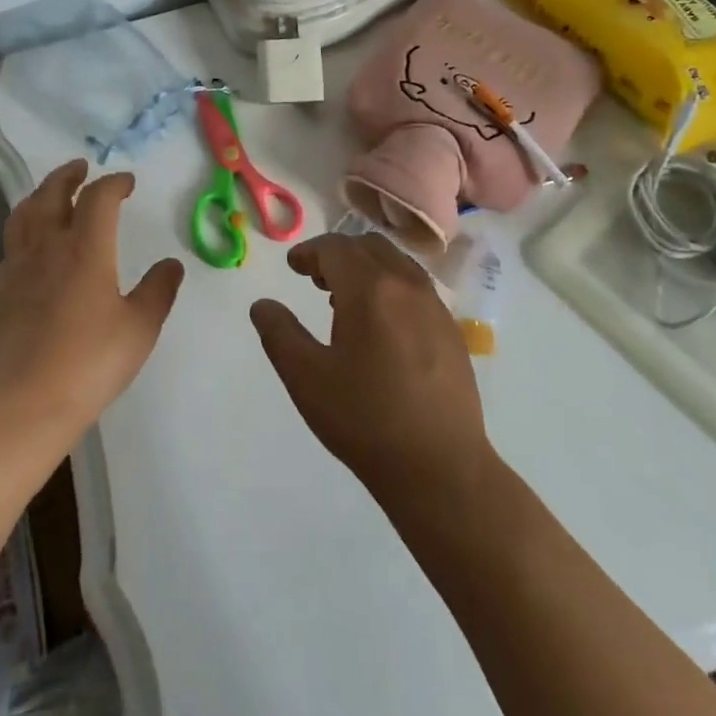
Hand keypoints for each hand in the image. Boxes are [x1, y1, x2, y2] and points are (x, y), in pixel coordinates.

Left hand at [0, 159, 183, 436]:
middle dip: (69, 175)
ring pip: (24, 214)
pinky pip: (11, 244)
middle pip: (52, 193)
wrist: (27, 401)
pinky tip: (32, 243)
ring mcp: (18, 266)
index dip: (114, 183)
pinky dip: (25, 229)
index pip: (99, 197)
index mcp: (86, 248)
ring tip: (51, 193)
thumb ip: (158, 290)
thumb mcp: (140, 327)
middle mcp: (48, 246)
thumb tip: (171, 264)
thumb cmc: (91, 361)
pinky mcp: (0, 289)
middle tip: (81, 168)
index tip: (128, 183)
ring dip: (40, 194)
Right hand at [251, 232, 490, 508]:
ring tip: (347, 301)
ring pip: (397, 264)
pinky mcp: (453, 331)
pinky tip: (383, 326)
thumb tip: (262, 305)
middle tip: (317, 280)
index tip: (294, 267)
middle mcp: (406, 286)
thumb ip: (279, 334)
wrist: (440, 468)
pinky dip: (393, 287)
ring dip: (367, 268)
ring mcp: (435, 307)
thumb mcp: (306, 379)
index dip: (309, 252)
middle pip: (369, 247)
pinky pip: (417, 288)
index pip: (335, 248)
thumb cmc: (365, 420)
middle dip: (339, 255)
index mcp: (369, 290)